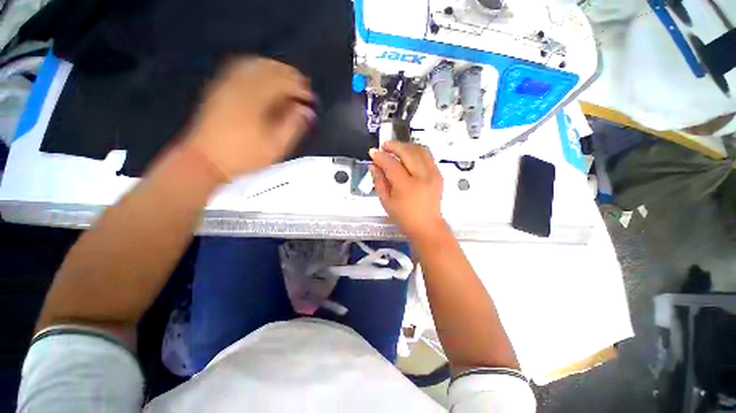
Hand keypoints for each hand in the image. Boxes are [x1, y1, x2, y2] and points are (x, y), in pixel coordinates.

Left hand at [186, 57, 315, 179]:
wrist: (204, 160)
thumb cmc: (243, 156)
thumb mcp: (275, 147)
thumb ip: (293, 126)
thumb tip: (307, 112)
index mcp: (256, 99)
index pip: (283, 83)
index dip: (300, 89)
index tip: (311, 99)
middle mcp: (241, 84)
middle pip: (270, 68)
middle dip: (290, 75)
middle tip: (303, 87)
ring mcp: (227, 84)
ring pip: (255, 64)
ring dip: (275, 70)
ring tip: (287, 81)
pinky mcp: (220, 88)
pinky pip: (241, 68)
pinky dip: (258, 69)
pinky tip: (264, 79)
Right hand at [369, 141, 446, 240]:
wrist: (427, 226)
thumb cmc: (404, 217)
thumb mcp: (386, 202)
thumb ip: (379, 182)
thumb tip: (373, 166)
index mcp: (407, 187)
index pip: (391, 164)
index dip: (380, 156)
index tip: (373, 152)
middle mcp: (422, 177)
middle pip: (408, 152)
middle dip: (394, 145)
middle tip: (384, 145)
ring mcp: (433, 174)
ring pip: (420, 149)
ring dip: (406, 146)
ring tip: (396, 148)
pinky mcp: (439, 174)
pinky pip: (428, 156)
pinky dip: (416, 151)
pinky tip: (408, 155)